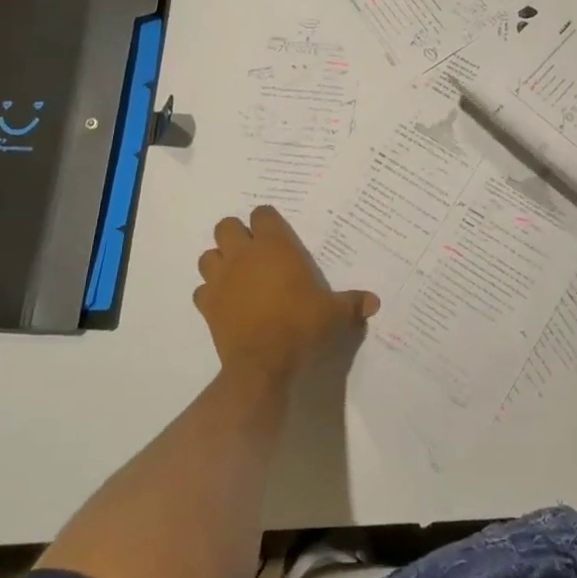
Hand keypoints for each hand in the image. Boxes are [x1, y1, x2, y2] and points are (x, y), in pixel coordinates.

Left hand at [193, 206, 378, 386]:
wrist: (263, 363)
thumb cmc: (301, 326)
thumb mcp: (334, 313)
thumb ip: (353, 303)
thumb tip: (375, 302)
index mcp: (274, 246)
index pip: (262, 214)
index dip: (267, 220)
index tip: (276, 234)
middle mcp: (243, 255)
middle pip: (226, 226)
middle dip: (236, 234)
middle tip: (253, 252)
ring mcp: (221, 279)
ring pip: (208, 255)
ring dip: (219, 261)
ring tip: (236, 275)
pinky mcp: (207, 305)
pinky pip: (201, 290)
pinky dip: (210, 293)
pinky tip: (224, 303)